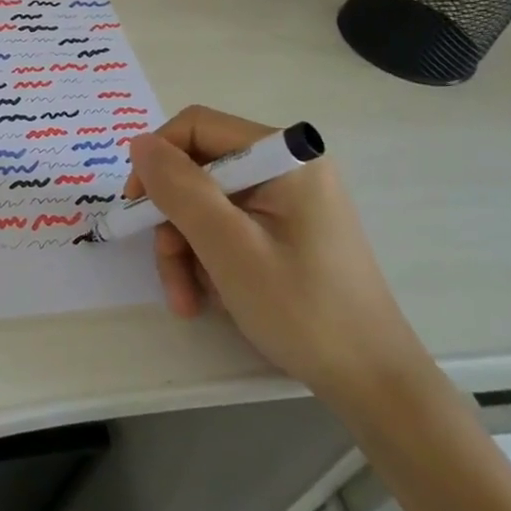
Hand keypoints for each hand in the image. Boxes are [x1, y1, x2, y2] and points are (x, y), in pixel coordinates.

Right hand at [125, 106, 432, 408]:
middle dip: (174, 222)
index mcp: (285, 157)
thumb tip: (139, 143)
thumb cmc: (302, 311)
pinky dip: (210, 259)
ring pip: (207, 204)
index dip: (158, 161)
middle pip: (199, 171)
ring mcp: (289, 200)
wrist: (374, 383)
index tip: (136, 208)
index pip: (197, 127)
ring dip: (186, 250)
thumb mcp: (229, 247)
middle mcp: (288, 167)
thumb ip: (180, 189)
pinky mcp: (288, 229)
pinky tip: (211, 297)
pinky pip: (228, 226)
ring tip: (188, 301)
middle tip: (169, 274)